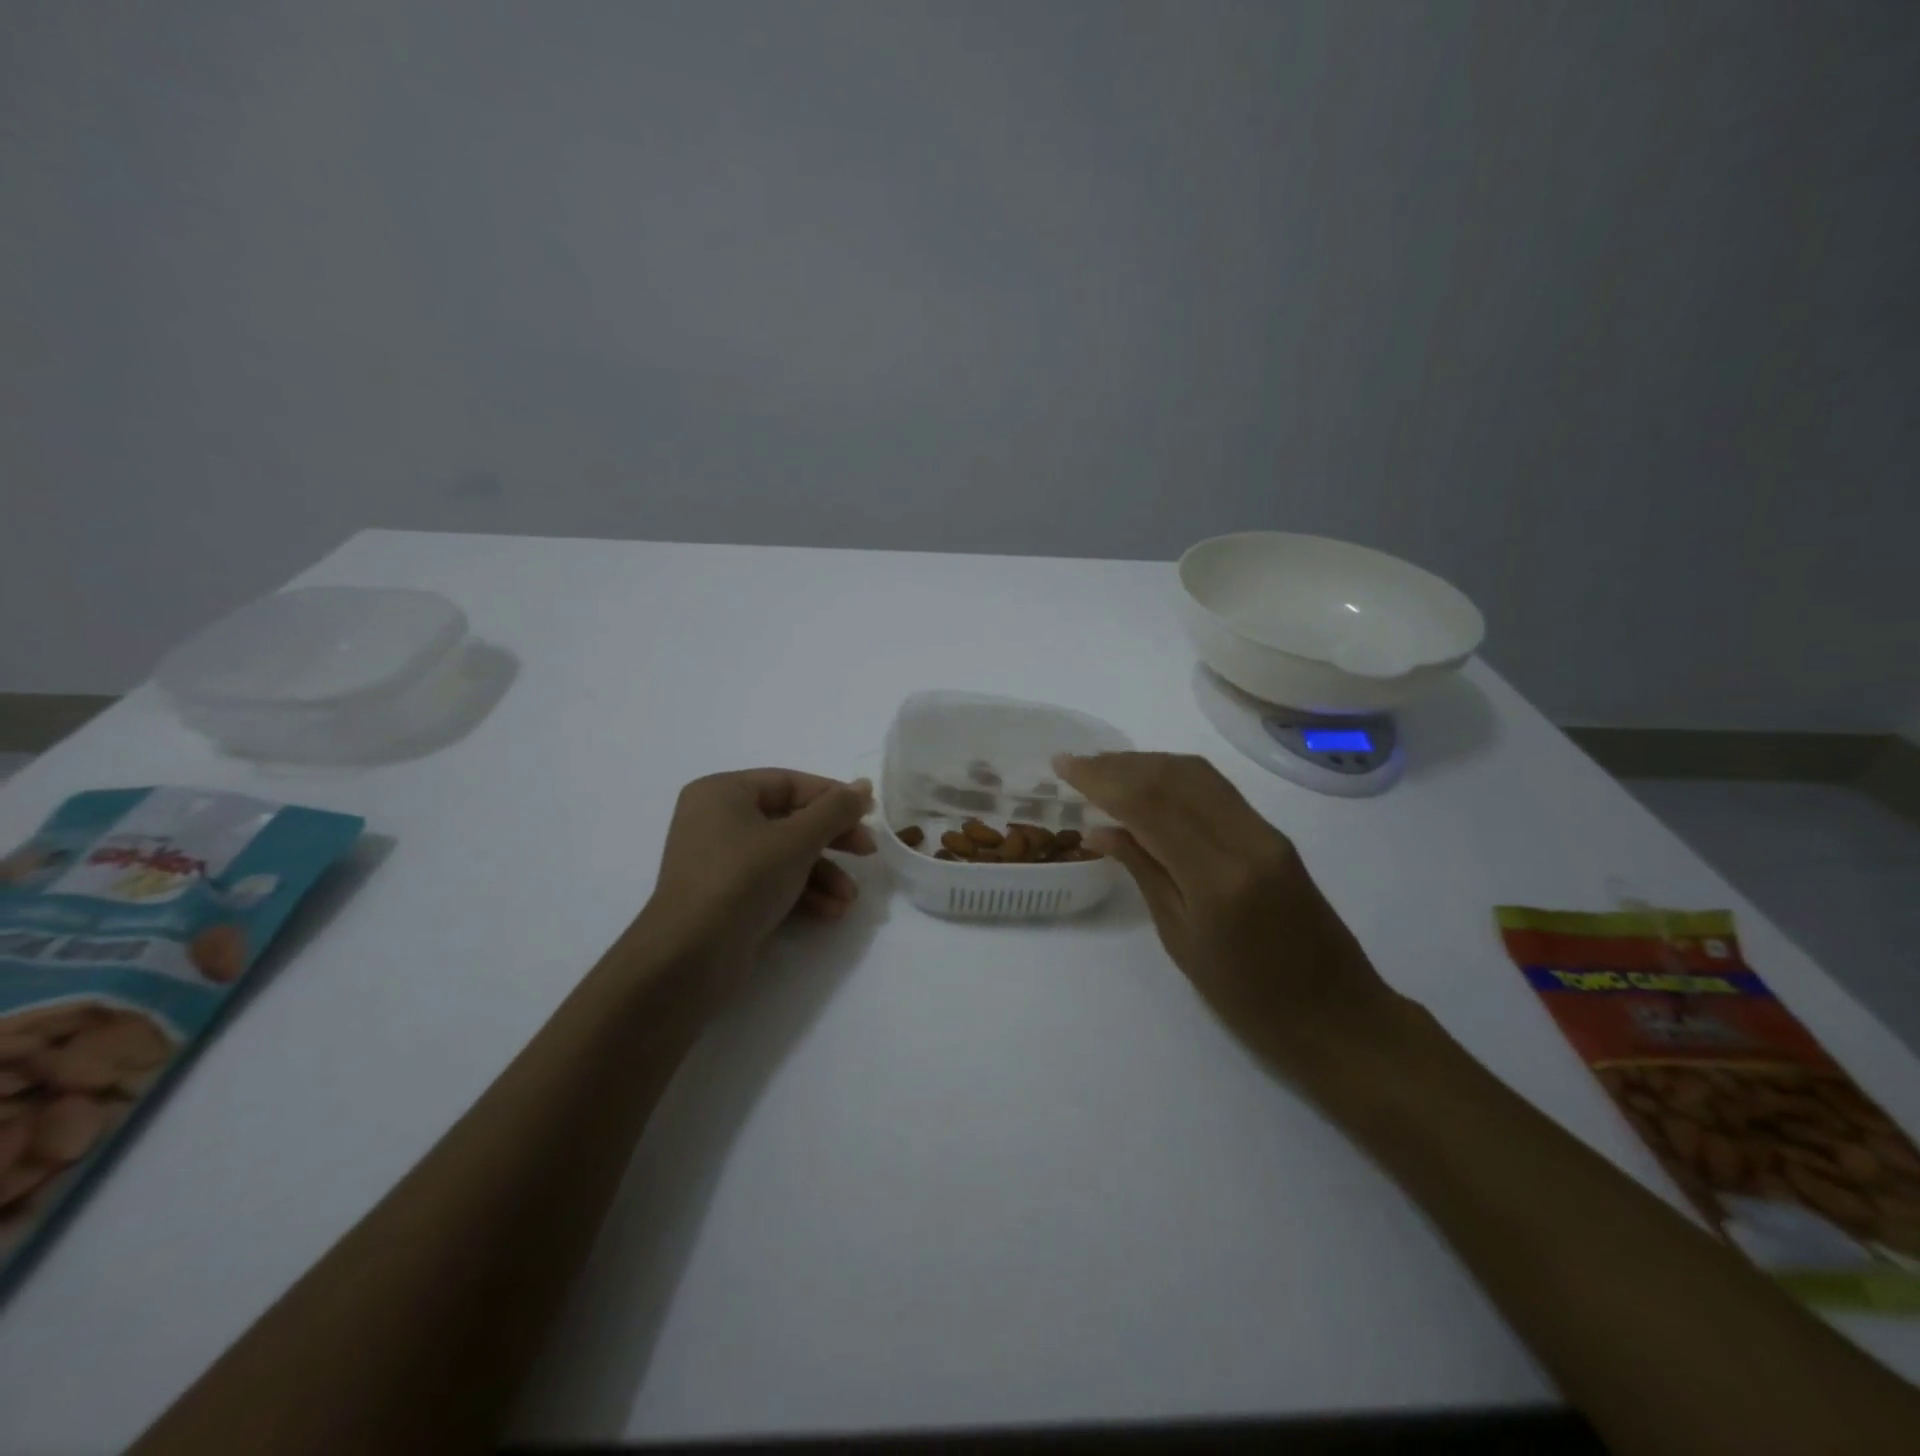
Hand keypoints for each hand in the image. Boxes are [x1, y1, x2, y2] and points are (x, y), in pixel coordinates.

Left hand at [636, 769, 876, 980]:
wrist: (688, 958)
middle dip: (832, 841)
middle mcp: (717, 820)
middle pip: (790, 819)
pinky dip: (802, 893)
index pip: (790, 783)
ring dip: (823, 874)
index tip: (869, 815)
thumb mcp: (796, 840)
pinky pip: (772, 881)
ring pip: (785, 855)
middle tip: (867, 853)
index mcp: (723, 792)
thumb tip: (864, 785)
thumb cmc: (742, 880)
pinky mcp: (726, 895)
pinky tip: (830, 912)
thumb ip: (835, 810)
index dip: (833, 797)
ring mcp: (720, 860)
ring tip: (849, 898)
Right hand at [1055, 752, 1400, 1072]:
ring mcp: (1265, 832)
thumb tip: (1100, 829)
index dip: (1100, 778)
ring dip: (1147, 763)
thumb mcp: (1181, 939)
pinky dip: (1175, 777)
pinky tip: (1149, 784)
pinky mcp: (1274, 834)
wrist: (1336, 1015)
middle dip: (1119, 764)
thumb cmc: (1247, 998)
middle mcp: (1245, 839)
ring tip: (1105, 768)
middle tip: (1077, 765)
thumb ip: (1143, 872)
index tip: (1063, 765)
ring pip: (1198, 774)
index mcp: (1216, 877)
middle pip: (1174, 777)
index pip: (1149, 804)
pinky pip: (1216, 789)